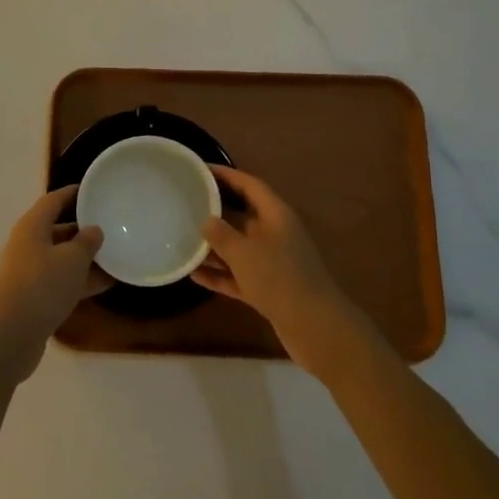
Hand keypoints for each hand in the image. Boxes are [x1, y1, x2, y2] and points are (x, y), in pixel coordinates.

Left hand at [0, 186, 108, 381]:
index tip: (94, 190)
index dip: (73, 193)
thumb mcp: (73, 259)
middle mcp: (28, 244)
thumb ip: (87, 241)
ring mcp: (29, 270)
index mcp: (32, 226)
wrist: (13, 334)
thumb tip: (93, 230)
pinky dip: (80, 279)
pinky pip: (61, 279)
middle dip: (82, 228)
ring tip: (115, 255)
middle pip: (57, 228)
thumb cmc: (43, 285)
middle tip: (109, 225)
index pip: (54, 200)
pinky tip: (106, 283)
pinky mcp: (33, 295)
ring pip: (61, 256)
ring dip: (85, 257)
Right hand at [195, 165, 358, 374]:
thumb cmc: (279, 279)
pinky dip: (220, 274)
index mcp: (276, 215)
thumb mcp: (244, 252)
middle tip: (186, 204)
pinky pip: (239, 275)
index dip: (227, 175)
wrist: (316, 327)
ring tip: (183, 239)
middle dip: (216, 211)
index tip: (201, 170)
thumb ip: (221, 234)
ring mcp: (273, 263)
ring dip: (214, 246)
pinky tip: (194, 275)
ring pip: (239, 248)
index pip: (250, 185)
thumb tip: (207, 220)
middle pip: (242, 215)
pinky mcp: (269, 289)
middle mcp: (276, 234)